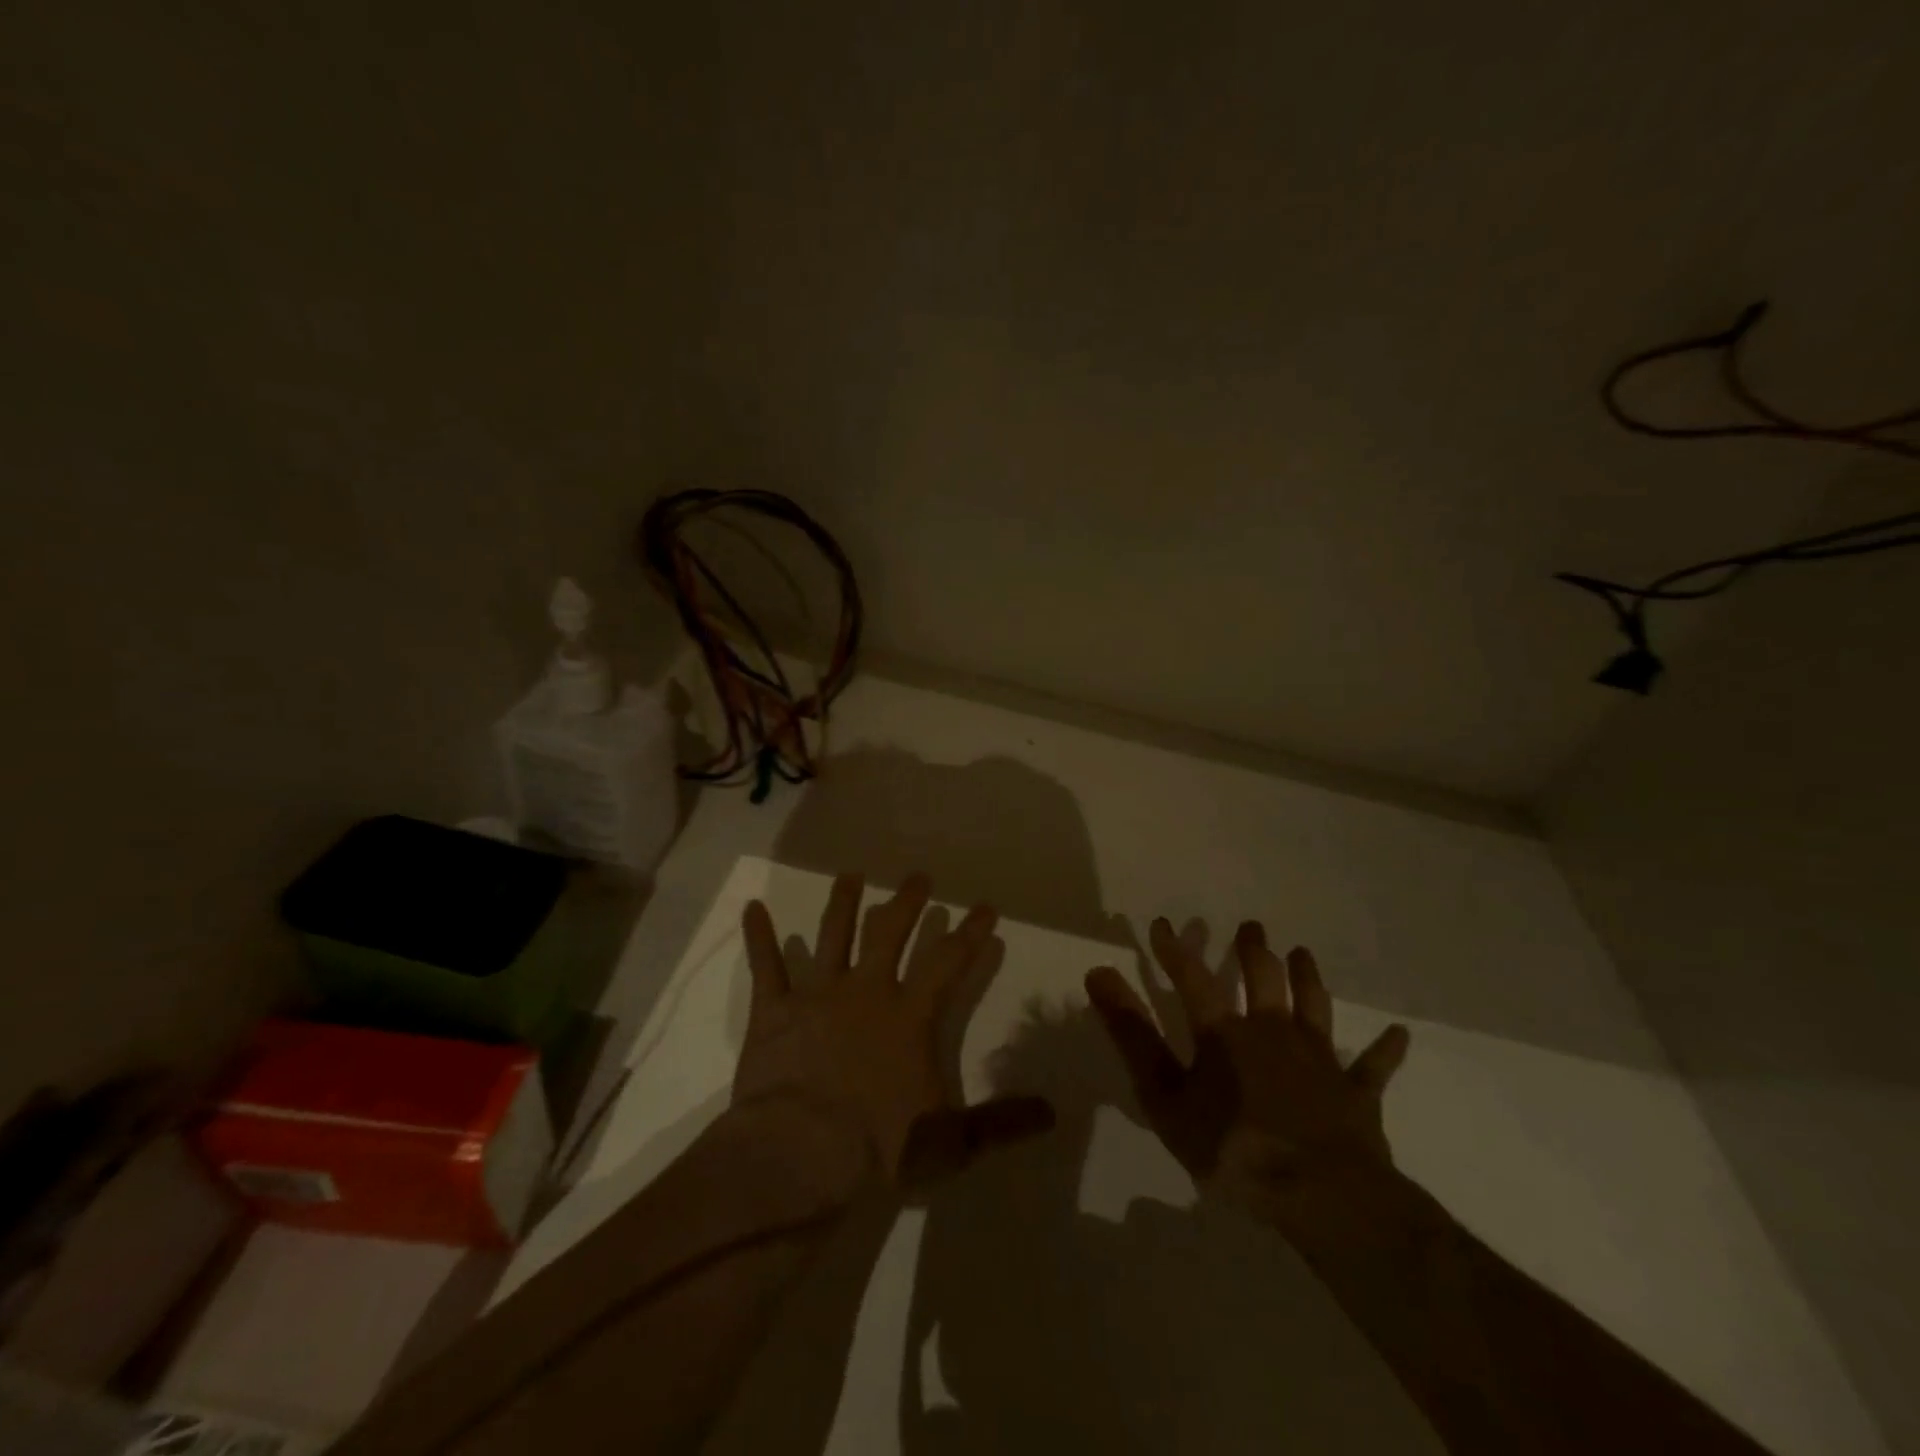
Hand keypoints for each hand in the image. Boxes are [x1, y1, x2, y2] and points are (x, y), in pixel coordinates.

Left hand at [737, 872, 1054, 1191]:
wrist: (798, 1154)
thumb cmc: (877, 1148)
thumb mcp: (950, 1142)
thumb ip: (1001, 1123)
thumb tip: (1051, 1112)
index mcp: (908, 1016)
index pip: (948, 962)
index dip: (970, 933)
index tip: (984, 906)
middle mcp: (866, 991)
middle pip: (890, 932)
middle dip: (907, 902)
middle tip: (918, 876)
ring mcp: (817, 995)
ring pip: (833, 935)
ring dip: (843, 902)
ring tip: (851, 875)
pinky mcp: (773, 1011)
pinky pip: (765, 966)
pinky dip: (759, 936)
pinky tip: (753, 908)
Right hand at [1086, 918, 1409, 1208]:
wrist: (1321, 1194)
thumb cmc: (1232, 1147)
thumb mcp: (1165, 1095)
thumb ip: (1131, 1034)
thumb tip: (1098, 973)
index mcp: (1225, 1033)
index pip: (1193, 979)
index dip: (1176, 951)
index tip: (1164, 924)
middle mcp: (1272, 1031)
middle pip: (1264, 979)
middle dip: (1254, 950)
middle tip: (1251, 927)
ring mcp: (1319, 1059)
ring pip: (1314, 1006)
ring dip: (1308, 977)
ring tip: (1303, 952)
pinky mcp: (1356, 1092)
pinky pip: (1373, 1066)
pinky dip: (1385, 1049)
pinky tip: (1399, 1033)